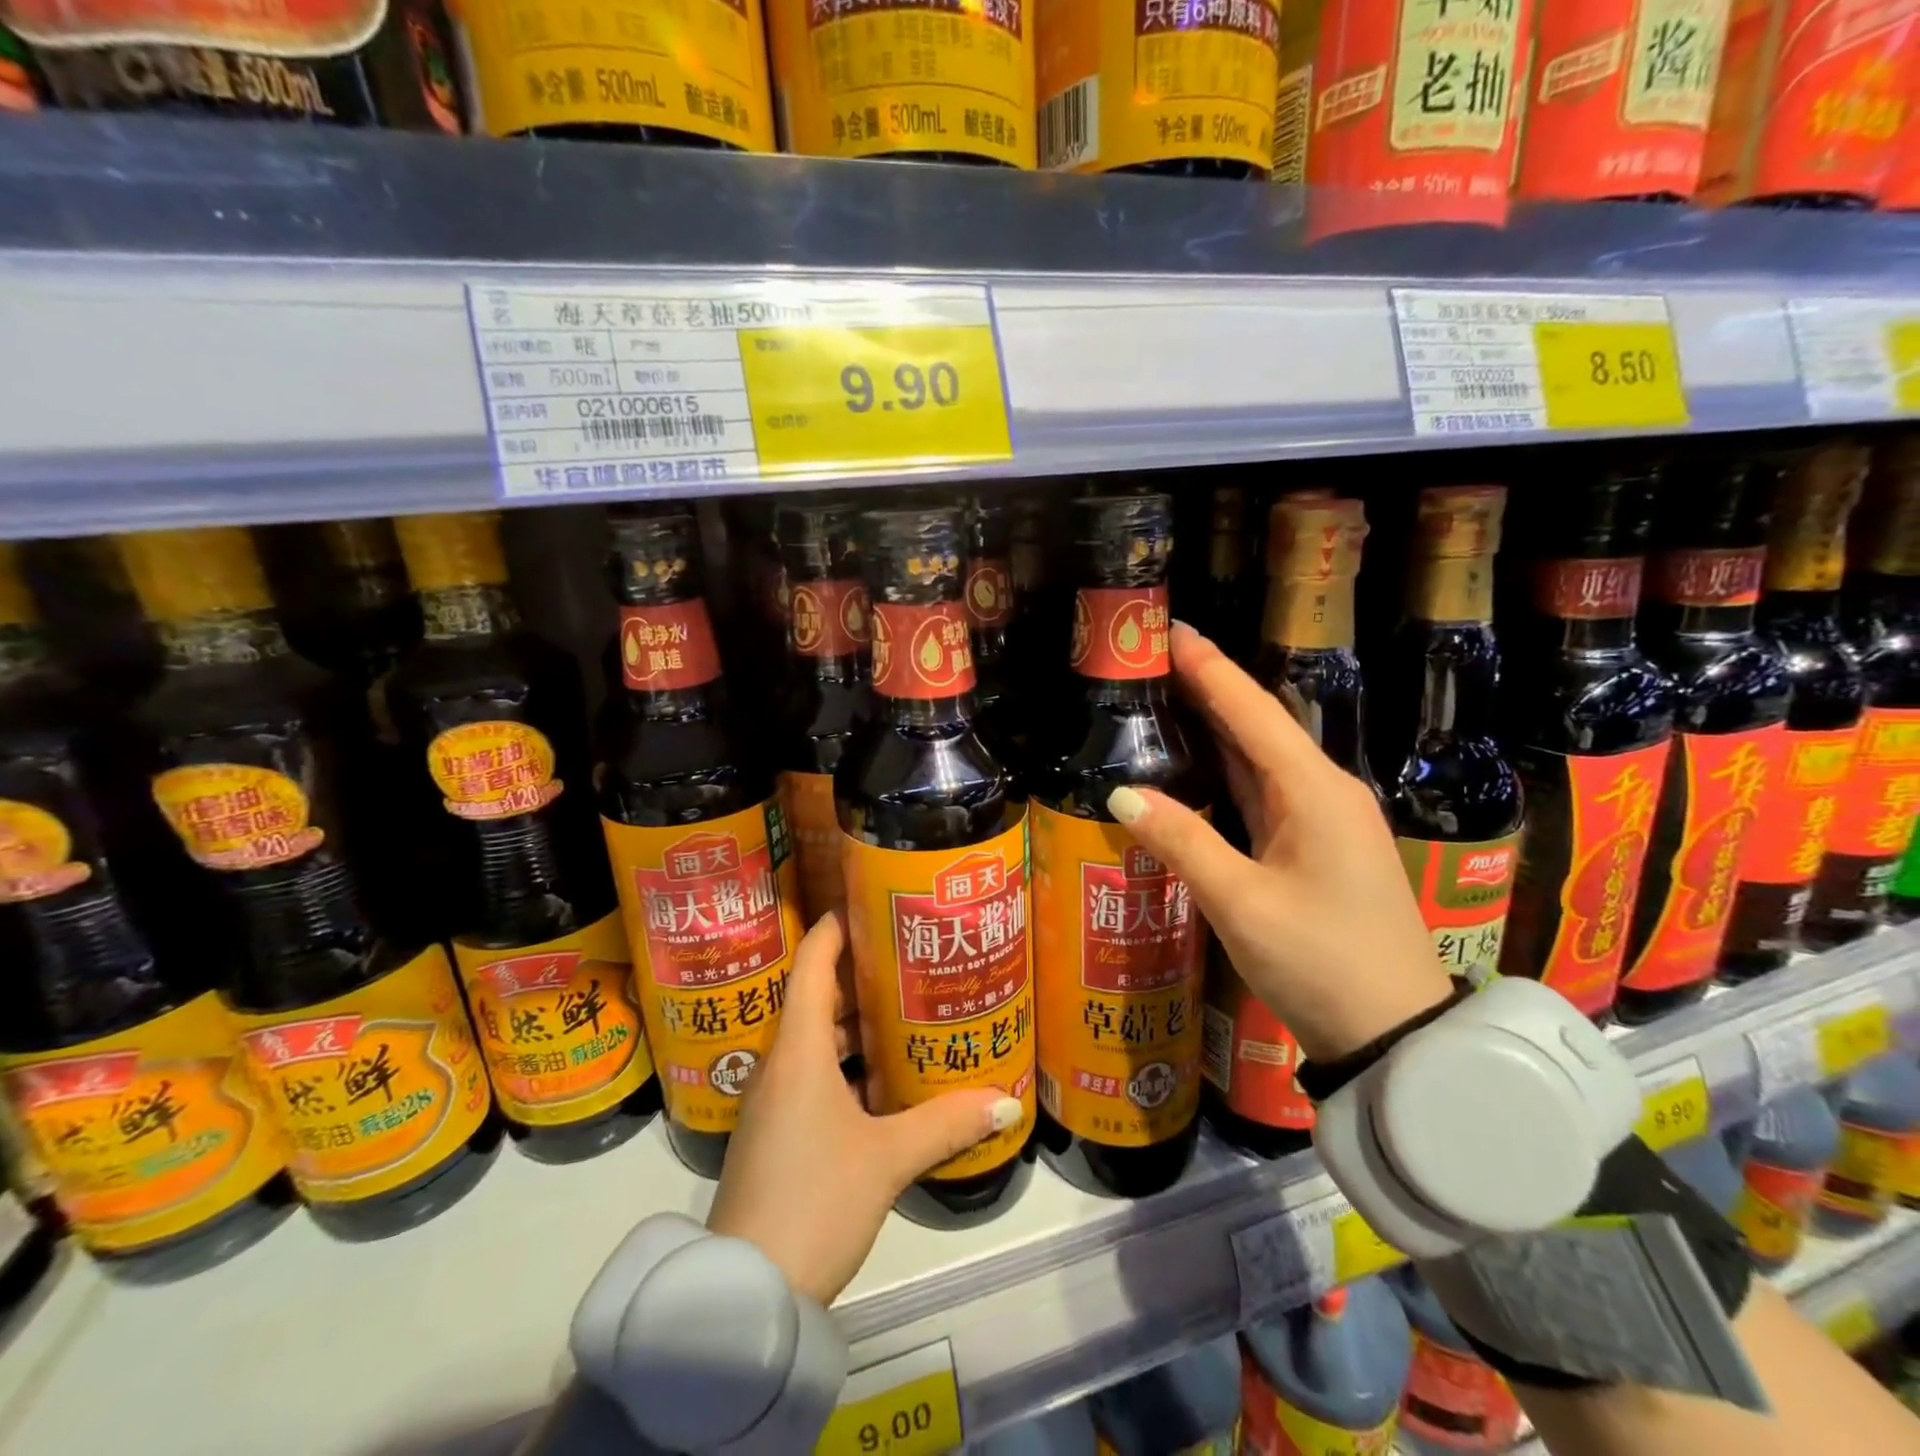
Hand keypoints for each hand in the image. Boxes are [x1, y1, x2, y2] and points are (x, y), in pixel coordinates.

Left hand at [706, 911, 1021, 1305]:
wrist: (746, 1295)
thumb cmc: (815, 1201)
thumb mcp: (887, 1159)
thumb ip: (947, 1124)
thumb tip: (1008, 1103)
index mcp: (798, 1050)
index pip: (813, 964)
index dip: (837, 926)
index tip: (872, 902)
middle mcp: (780, 1063)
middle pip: (818, 996)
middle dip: (862, 973)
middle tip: (911, 957)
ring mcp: (773, 1100)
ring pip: (816, 1038)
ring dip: (856, 1021)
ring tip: (907, 1009)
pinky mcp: (775, 1132)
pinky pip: (813, 1073)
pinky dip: (846, 1061)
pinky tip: (883, 1077)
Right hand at [1108, 623, 1451, 1062]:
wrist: (1394, 1033)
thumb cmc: (1321, 962)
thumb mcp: (1241, 902)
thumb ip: (1182, 840)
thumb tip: (1123, 792)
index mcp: (1313, 790)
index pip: (1252, 711)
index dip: (1209, 668)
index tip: (1170, 629)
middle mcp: (1323, 791)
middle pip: (1258, 724)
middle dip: (1208, 686)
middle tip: (1153, 657)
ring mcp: (1322, 819)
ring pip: (1261, 757)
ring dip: (1217, 724)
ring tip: (1165, 694)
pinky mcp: (1315, 845)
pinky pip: (1263, 790)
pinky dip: (1227, 767)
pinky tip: (1197, 760)